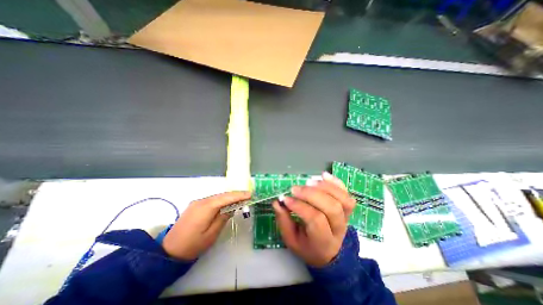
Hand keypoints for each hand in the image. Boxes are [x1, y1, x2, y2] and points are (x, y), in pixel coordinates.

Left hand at [162, 191, 250, 258]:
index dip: (239, 195)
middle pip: (222, 195)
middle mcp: (202, 201)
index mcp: (206, 207)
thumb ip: (223, 218)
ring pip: (217, 197)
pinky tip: (227, 204)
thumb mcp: (211, 234)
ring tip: (240, 200)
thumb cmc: (192, 245)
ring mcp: (197, 202)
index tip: (250, 194)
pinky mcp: (195, 205)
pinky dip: (221, 201)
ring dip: (229, 198)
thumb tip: (231, 208)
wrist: (168, 251)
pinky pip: (212, 200)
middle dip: (236, 195)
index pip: (226, 197)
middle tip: (248, 196)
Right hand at [271, 173, 356, 267]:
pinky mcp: (347, 208)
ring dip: (324, 187)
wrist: (329, 252)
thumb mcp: (291, 240)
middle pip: (331, 207)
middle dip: (311, 194)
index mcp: (323, 242)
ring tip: (308, 181)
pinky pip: (346, 193)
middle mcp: (339, 229)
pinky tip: (323, 175)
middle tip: (295, 189)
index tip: (286, 199)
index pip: (315, 220)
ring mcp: (346, 218)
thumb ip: (284, 221)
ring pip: (342, 199)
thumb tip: (277, 202)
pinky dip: (336, 182)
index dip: (300, 206)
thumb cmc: (307, 245)